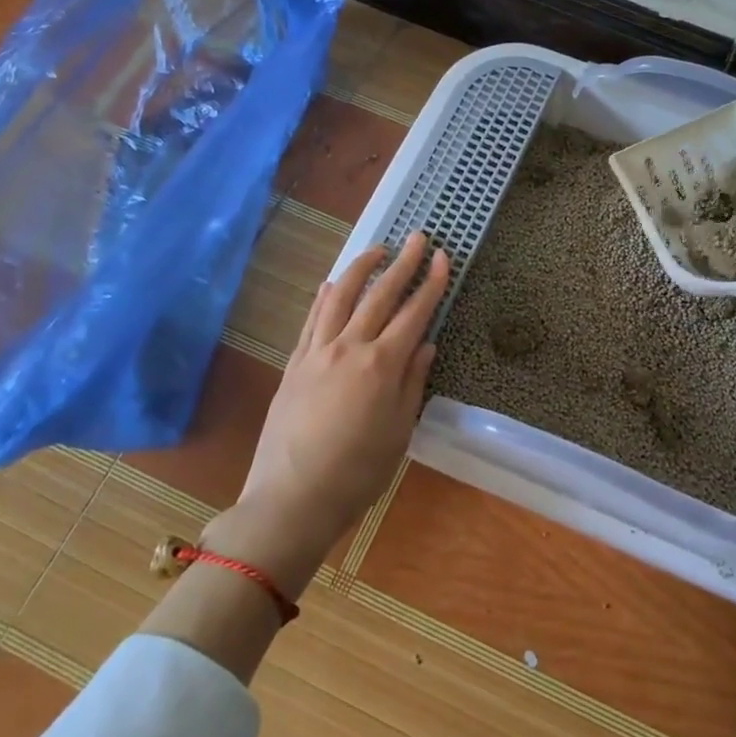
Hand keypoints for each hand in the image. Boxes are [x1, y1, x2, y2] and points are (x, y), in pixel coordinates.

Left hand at [221, 233, 450, 562]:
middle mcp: (349, 347)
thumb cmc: (357, 473)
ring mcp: (317, 352)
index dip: (432, 283)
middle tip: (418, 238)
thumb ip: (413, 382)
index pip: (414, 313)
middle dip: (403, 264)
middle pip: (380, 295)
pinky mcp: (294, 364)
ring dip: (361, 268)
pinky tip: (332, 284)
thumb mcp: (399, 431)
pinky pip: (312, 319)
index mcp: (382, 365)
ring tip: (377, 249)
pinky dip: (325, 297)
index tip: (444, 256)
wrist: (291, 499)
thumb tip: (426, 344)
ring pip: (341, 297)